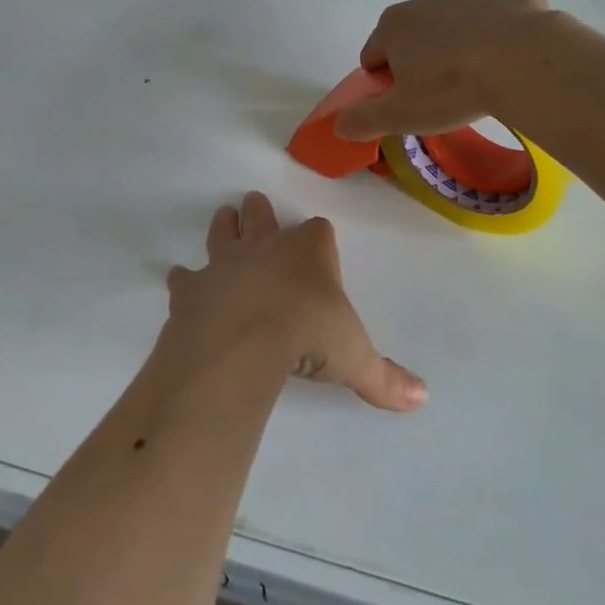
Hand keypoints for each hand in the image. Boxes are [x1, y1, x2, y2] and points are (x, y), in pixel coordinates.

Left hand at [164, 193, 426, 411]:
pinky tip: (181, 281)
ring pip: (222, 232)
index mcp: (309, 252)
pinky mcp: (192, 286)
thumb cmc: (307, 336)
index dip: (319, 239)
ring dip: (224, 227)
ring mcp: (224, 262)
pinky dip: (184, 280)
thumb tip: (423, 399)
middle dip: (260, 212)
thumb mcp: (355, 360)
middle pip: (261, 214)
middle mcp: (265, 246)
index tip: (320, 248)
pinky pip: (185, 276)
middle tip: (255, 205)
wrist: (242, 341)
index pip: (318, 230)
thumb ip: (386, 378)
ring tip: (225, 219)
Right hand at [334, 0, 554, 140]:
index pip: (374, 54)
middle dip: (423, 53)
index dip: (385, 80)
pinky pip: (503, 1)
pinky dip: (505, 17)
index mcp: (395, 25)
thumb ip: (362, 119)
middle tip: (445, 88)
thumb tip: (338, 125)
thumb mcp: (400, 115)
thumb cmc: (453, 89)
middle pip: (415, 30)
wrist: (524, 62)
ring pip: (459, 13)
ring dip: (463, 34)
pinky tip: (514, 43)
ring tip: (483, 68)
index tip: (407, 100)